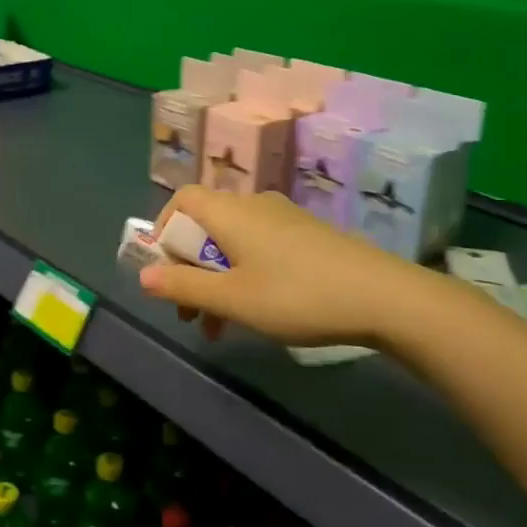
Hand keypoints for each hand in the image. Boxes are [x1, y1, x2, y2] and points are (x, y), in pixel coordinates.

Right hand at [138, 186, 437, 347]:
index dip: (164, 229)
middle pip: (205, 225)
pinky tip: (257, 312)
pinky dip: (244, 275)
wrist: (383, 296)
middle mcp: (254, 205)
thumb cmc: (296, 295)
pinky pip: (259, 247)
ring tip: (219, 327)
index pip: (182, 199)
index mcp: (230, 212)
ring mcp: (284, 218)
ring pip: (232, 242)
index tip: (163, 270)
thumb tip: (143, 276)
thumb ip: (184, 287)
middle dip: (189, 268)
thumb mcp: (233, 299)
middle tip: (188, 313)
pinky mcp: (306, 235)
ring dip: (216, 280)